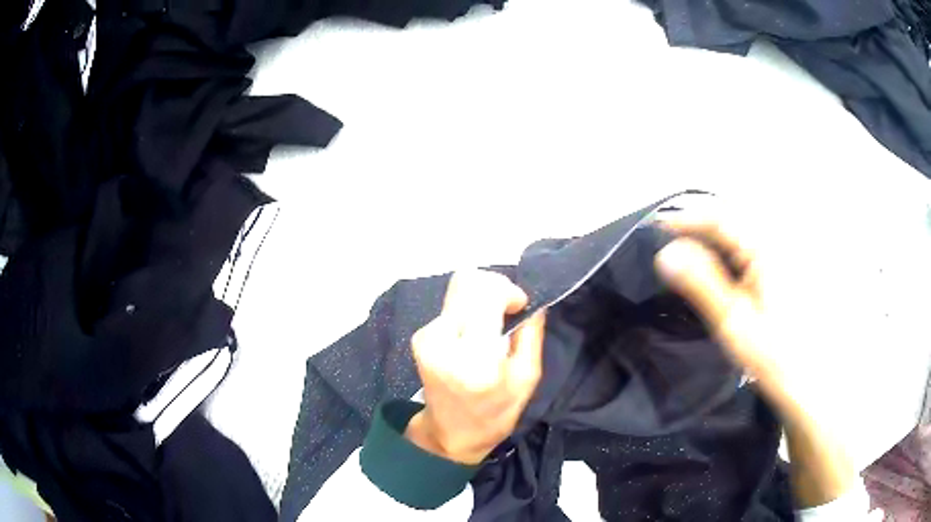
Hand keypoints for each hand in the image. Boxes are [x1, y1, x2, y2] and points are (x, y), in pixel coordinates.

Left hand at [406, 270, 545, 464]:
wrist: (450, 434)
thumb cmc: (495, 412)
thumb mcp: (527, 379)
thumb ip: (531, 334)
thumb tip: (532, 300)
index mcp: (475, 358)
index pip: (485, 293)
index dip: (508, 290)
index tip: (519, 306)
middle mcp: (443, 341)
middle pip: (467, 281)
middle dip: (494, 288)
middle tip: (508, 310)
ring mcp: (426, 337)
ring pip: (459, 290)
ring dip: (481, 300)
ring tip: (492, 328)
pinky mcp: (419, 336)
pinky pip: (450, 305)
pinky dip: (467, 311)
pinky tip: (474, 336)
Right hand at [654, 209, 855, 507]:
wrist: (810, 382)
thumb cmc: (776, 357)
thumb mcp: (734, 323)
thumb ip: (701, 283)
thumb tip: (666, 253)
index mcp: (766, 247)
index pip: (718, 216)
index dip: (684, 218)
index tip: (653, 230)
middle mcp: (777, 241)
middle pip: (729, 220)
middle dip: (695, 229)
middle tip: (666, 247)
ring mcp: (782, 254)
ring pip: (739, 234)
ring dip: (710, 242)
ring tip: (685, 260)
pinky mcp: (784, 269)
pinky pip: (750, 250)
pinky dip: (727, 256)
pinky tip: (716, 275)